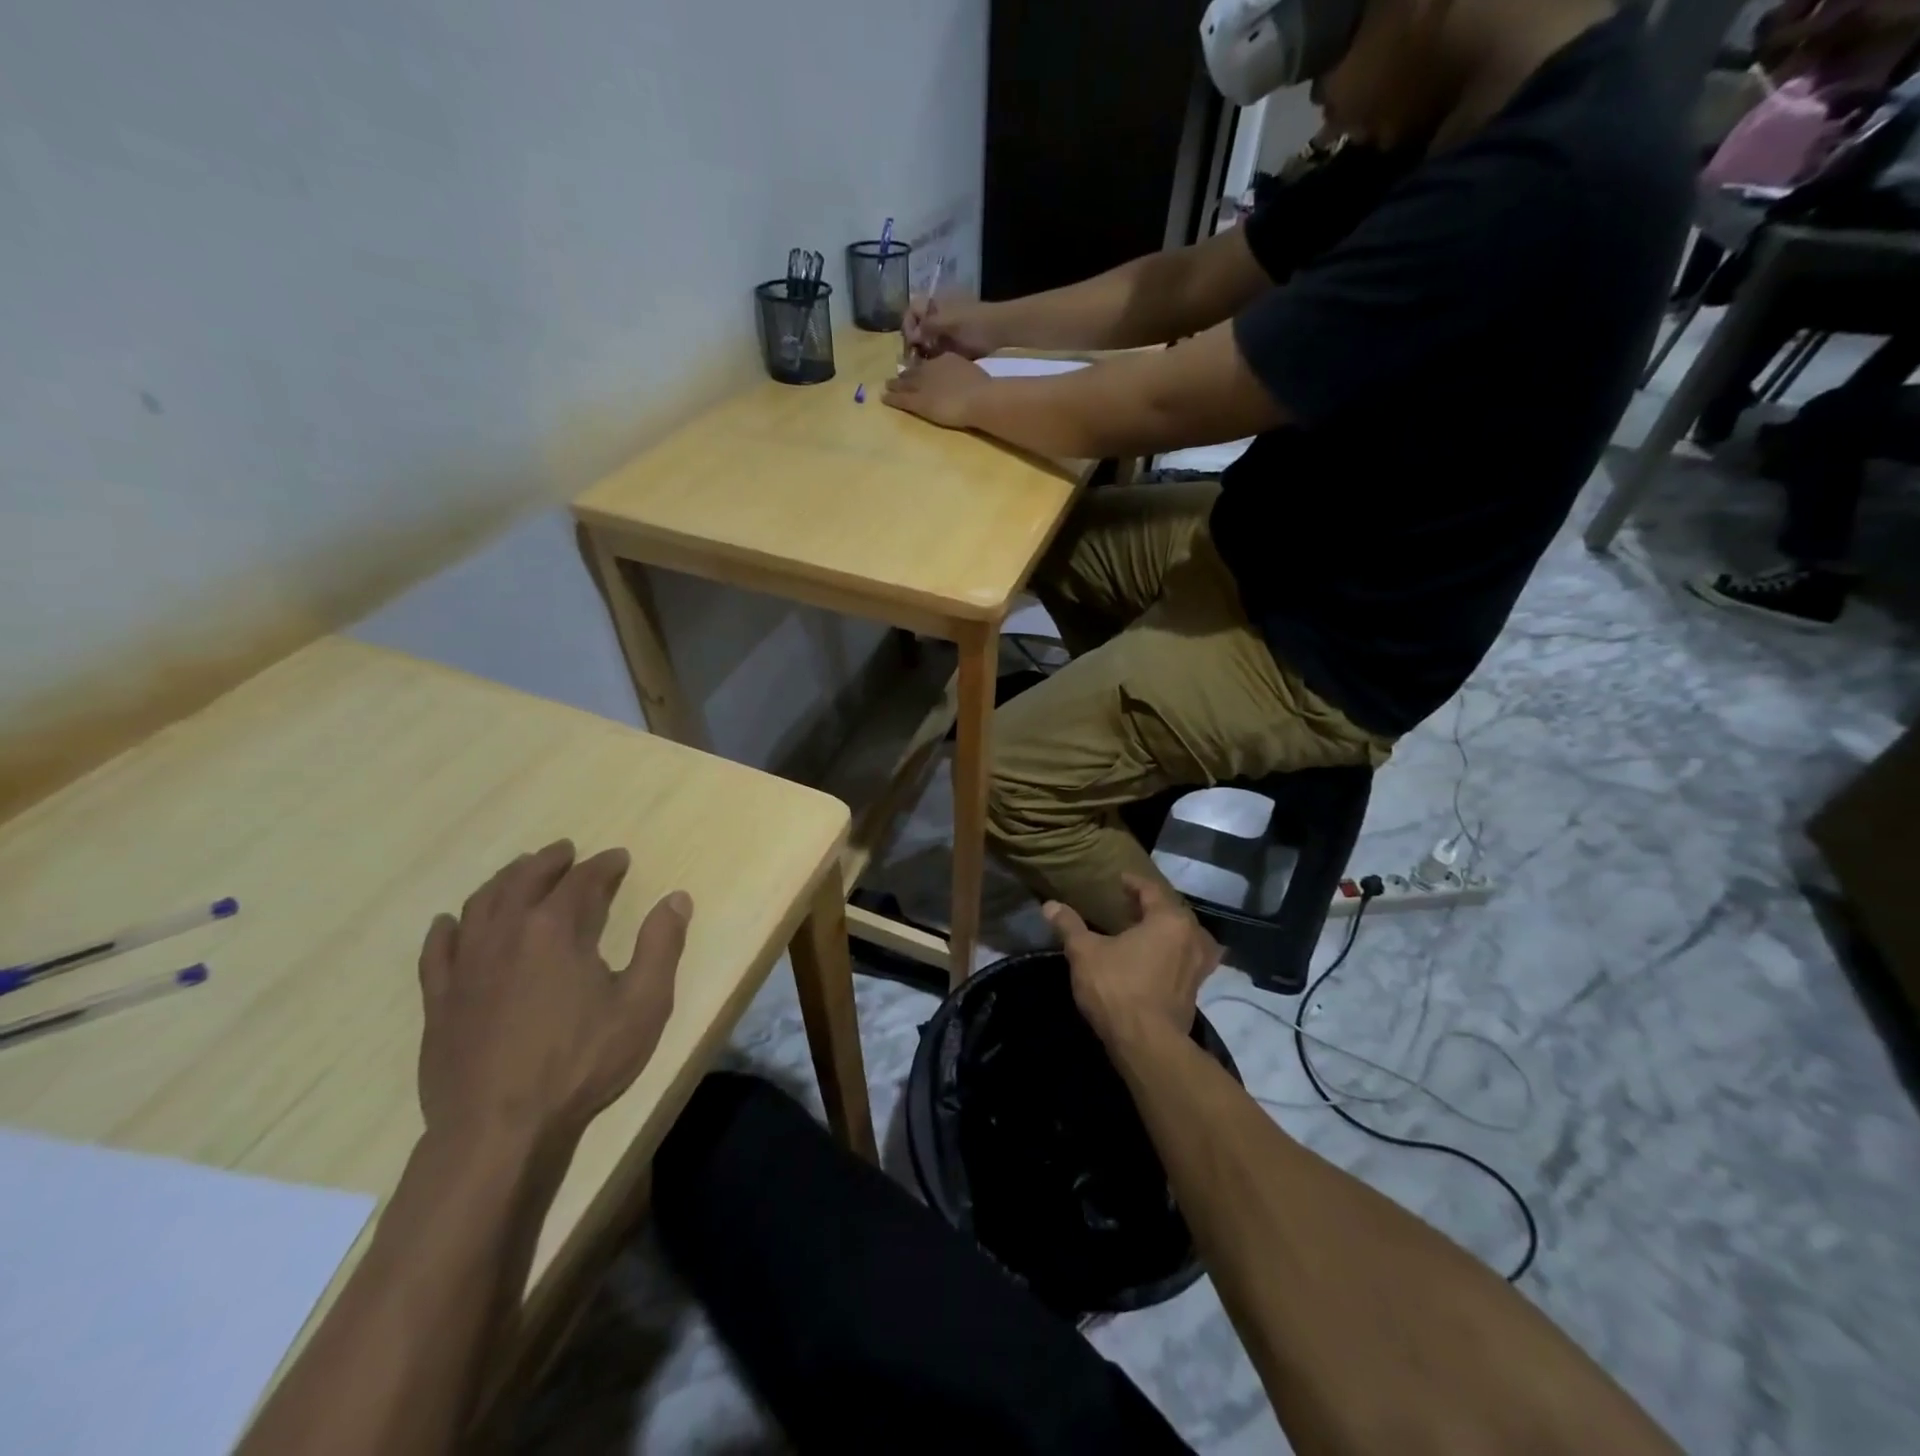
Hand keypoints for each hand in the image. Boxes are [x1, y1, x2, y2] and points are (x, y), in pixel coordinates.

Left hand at [417, 841, 691, 1148]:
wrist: (498, 1130)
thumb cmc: (581, 1063)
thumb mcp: (643, 1004)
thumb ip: (662, 945)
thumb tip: (677, 898)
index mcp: (556, 929)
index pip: (583, 881)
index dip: (604, 866)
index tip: (619, 858)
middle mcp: (506, 933)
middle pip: (525, 880)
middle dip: (549, 861)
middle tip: (566, 851)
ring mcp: (466, 966)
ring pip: (480, 904)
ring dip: (504, 881)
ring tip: (519, 871)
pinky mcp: (440, 1001)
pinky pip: (438, 950)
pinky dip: (448, 928)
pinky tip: (451, 922)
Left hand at [884, 352, 992, 430]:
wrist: (978, 397)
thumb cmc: (982, 387)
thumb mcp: (972, 372)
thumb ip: (963, 372)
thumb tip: (963, 377)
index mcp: (947, 359)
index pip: (931, 363)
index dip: (923, 367)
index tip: (918, 369)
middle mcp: (931, 368)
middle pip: (915, 370)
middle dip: (906, 374)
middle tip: (897, 377)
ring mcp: (922, 384)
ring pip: (904, 383)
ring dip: (895, 384)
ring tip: (887, 385)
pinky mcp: (918, 401)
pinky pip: (901, 398)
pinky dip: (891, 398)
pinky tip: (883, 398)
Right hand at [902, 295, 999, 359]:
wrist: (999, 331)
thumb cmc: (974, 322)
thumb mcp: (949, 322)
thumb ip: (928, 327)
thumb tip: (912, 337)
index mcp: (934, 304)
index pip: (911, 312)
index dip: (908, 326)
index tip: (911, 341)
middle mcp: (936, 316)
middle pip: (916, 329)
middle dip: (913, 343)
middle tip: (914, 358)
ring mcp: (943, 331)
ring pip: (924, 342)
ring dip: (921, 353)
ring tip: (922, 365)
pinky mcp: (950, 346)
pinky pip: (934, 353)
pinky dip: (931, 359)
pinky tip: (931, 367)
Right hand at [1045, 875, 1221, 1048]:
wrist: (1147, 1044)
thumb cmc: (1117, 988)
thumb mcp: (1085, 952)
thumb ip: (1070, 925)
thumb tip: (1050, 905)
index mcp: (1169, 920)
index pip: (1152, 890)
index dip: (1134, 883)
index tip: (1119, 881)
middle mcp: (1192, 938)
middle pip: (1172, 912)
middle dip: (1152, 907)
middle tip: (1129, 905)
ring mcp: (1199, 967)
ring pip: (1184, 937)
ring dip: (1166, 932)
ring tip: (1144, 932)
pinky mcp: (1196, 991)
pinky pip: (1185, 961)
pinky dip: (1171, 954)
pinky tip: (1153, 961)